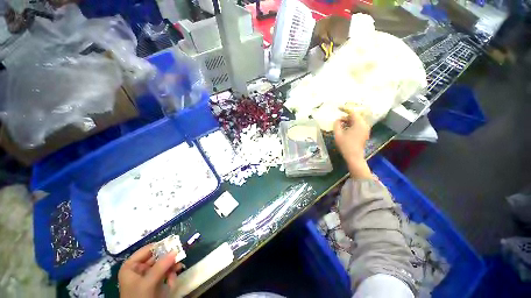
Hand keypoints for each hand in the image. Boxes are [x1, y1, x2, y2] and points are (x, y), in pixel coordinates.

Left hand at [118, 244, 183, 297]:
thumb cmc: (139, 297)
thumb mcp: (148, 282)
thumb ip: (161, 266)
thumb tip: (175, 250)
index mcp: (131, 266)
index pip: (146, 250)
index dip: (160, 246)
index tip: (173, 244)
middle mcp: (139, 269)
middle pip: (156, 257)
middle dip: (168, 258)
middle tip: (179, 256)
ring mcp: (148, 276)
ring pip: (163, 264)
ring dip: (171, 267)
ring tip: (178, 269)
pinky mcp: (155, 282)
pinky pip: (165, 273)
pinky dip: (171, 275)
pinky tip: (173, 281)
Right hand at [333, 110, 372, 178]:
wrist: (354, 156)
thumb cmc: (345, 145)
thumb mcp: (338, 134)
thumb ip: (337, 124)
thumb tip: (338, 120)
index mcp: (359, 123)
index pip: (352, 112)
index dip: (345, 109)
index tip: (338, 108)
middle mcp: (364, 124)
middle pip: (355, 116)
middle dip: (346, 116)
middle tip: (338, 120)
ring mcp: (365, 129)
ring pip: (357, 120)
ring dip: (348, 121)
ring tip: (340, 125)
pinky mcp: (364, 133)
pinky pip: (358, 125)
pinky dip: (351, 124)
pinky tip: (345, 129)